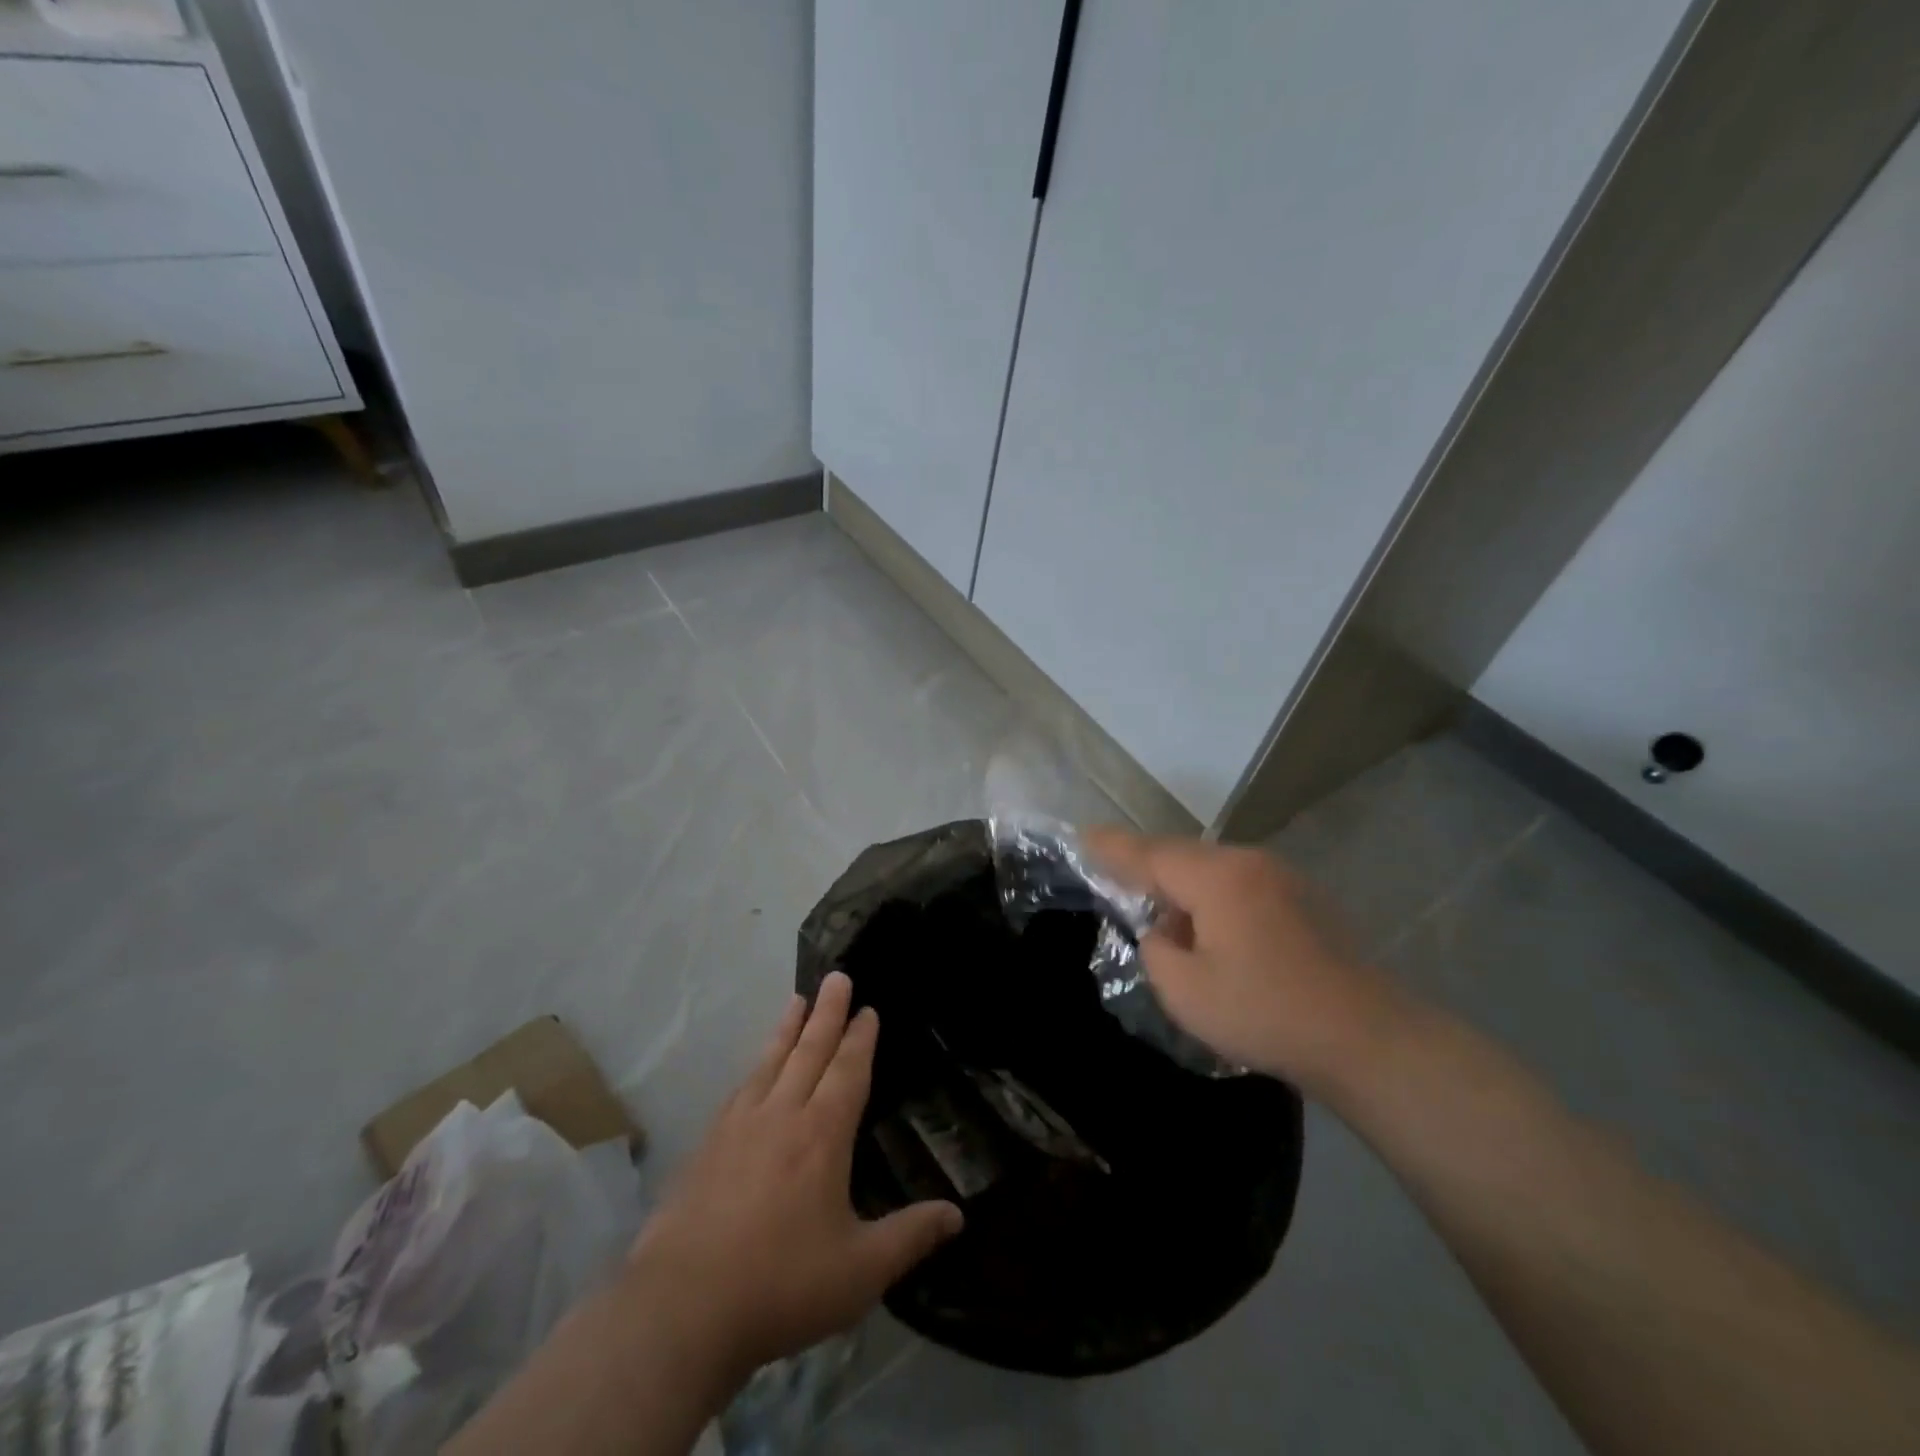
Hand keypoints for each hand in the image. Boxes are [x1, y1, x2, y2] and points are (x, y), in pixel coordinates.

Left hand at [624, 972, 963, 1383]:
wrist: (681, 1309)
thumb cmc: (782, 1285)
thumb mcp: (860, 1270)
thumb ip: (910, 1237)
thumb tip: (957, 1215)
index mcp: (822, 1135)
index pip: (847, 1071)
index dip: (860, 1038)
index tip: (867, 1008)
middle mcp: (782, 1115)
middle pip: (810, 1051)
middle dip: (827, 1012)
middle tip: (836, 976)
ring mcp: (738, 1127)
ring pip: (771, 1062)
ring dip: (788, 1028)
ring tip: (798, 999)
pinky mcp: (706, 1147)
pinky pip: (740, 1089)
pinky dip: (755, 1067)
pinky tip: (753, 1069)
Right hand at [1086, 827, 1408, 1094]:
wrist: (1367, 1037)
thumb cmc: (1266, 1013)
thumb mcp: (1186, 991)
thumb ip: (1156, 949)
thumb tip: (1162, 930)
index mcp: (1216, 878)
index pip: (1149, 854)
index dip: (1111, 848)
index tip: (1081, 837)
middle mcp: (1248, 862)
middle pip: (1181, 855)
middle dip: (1147, 867)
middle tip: (1115, 881)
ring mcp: (1281, 876)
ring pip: (1212, 868)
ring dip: (1183, 886)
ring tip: (1165, 919)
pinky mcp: (1303, 898)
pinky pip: (1240, 883)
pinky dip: (1214, 897)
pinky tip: (1213, 932)